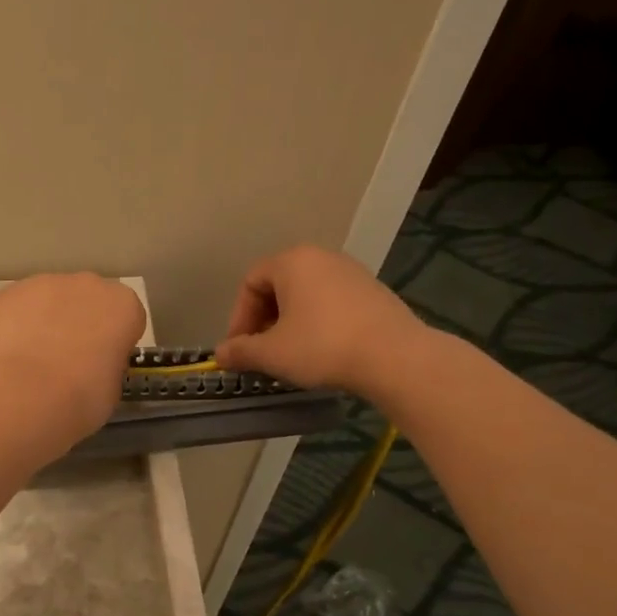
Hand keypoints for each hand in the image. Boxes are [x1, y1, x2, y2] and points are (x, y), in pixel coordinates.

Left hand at [0, 274, 148, 448]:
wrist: (28, 396)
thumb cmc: (83, 398)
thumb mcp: (113, 387)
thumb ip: (108, 362)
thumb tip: (93, 362)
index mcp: (124, 305)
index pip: (126, 316)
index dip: (113, 338)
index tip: (102, 360)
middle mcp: (88, 284)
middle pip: (88, 298)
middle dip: (80, 320)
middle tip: (67, 356)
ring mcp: (46, 283)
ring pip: (50, 298)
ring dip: (46, 319)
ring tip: (33, 357)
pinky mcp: (10, 292)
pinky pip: (18, 306)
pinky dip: (15, 323)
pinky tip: (10, 352)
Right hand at [215, 245, 431, 396]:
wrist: (395, 358)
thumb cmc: (322, 346)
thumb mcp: (272, 353)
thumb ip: (241, 351)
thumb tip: (220, 355)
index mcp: (292, 261)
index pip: (250, 282)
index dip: (239, 317)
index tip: (240, 349)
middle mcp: (321, 257)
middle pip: (278, 287)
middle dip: (264, 321)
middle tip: (262, 352)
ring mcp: (352, 272)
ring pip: (306, 296)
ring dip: (290, 324)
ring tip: (290, 355)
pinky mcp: (374, 292)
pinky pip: (332, 303)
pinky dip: (318, 323)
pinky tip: (322, 351)